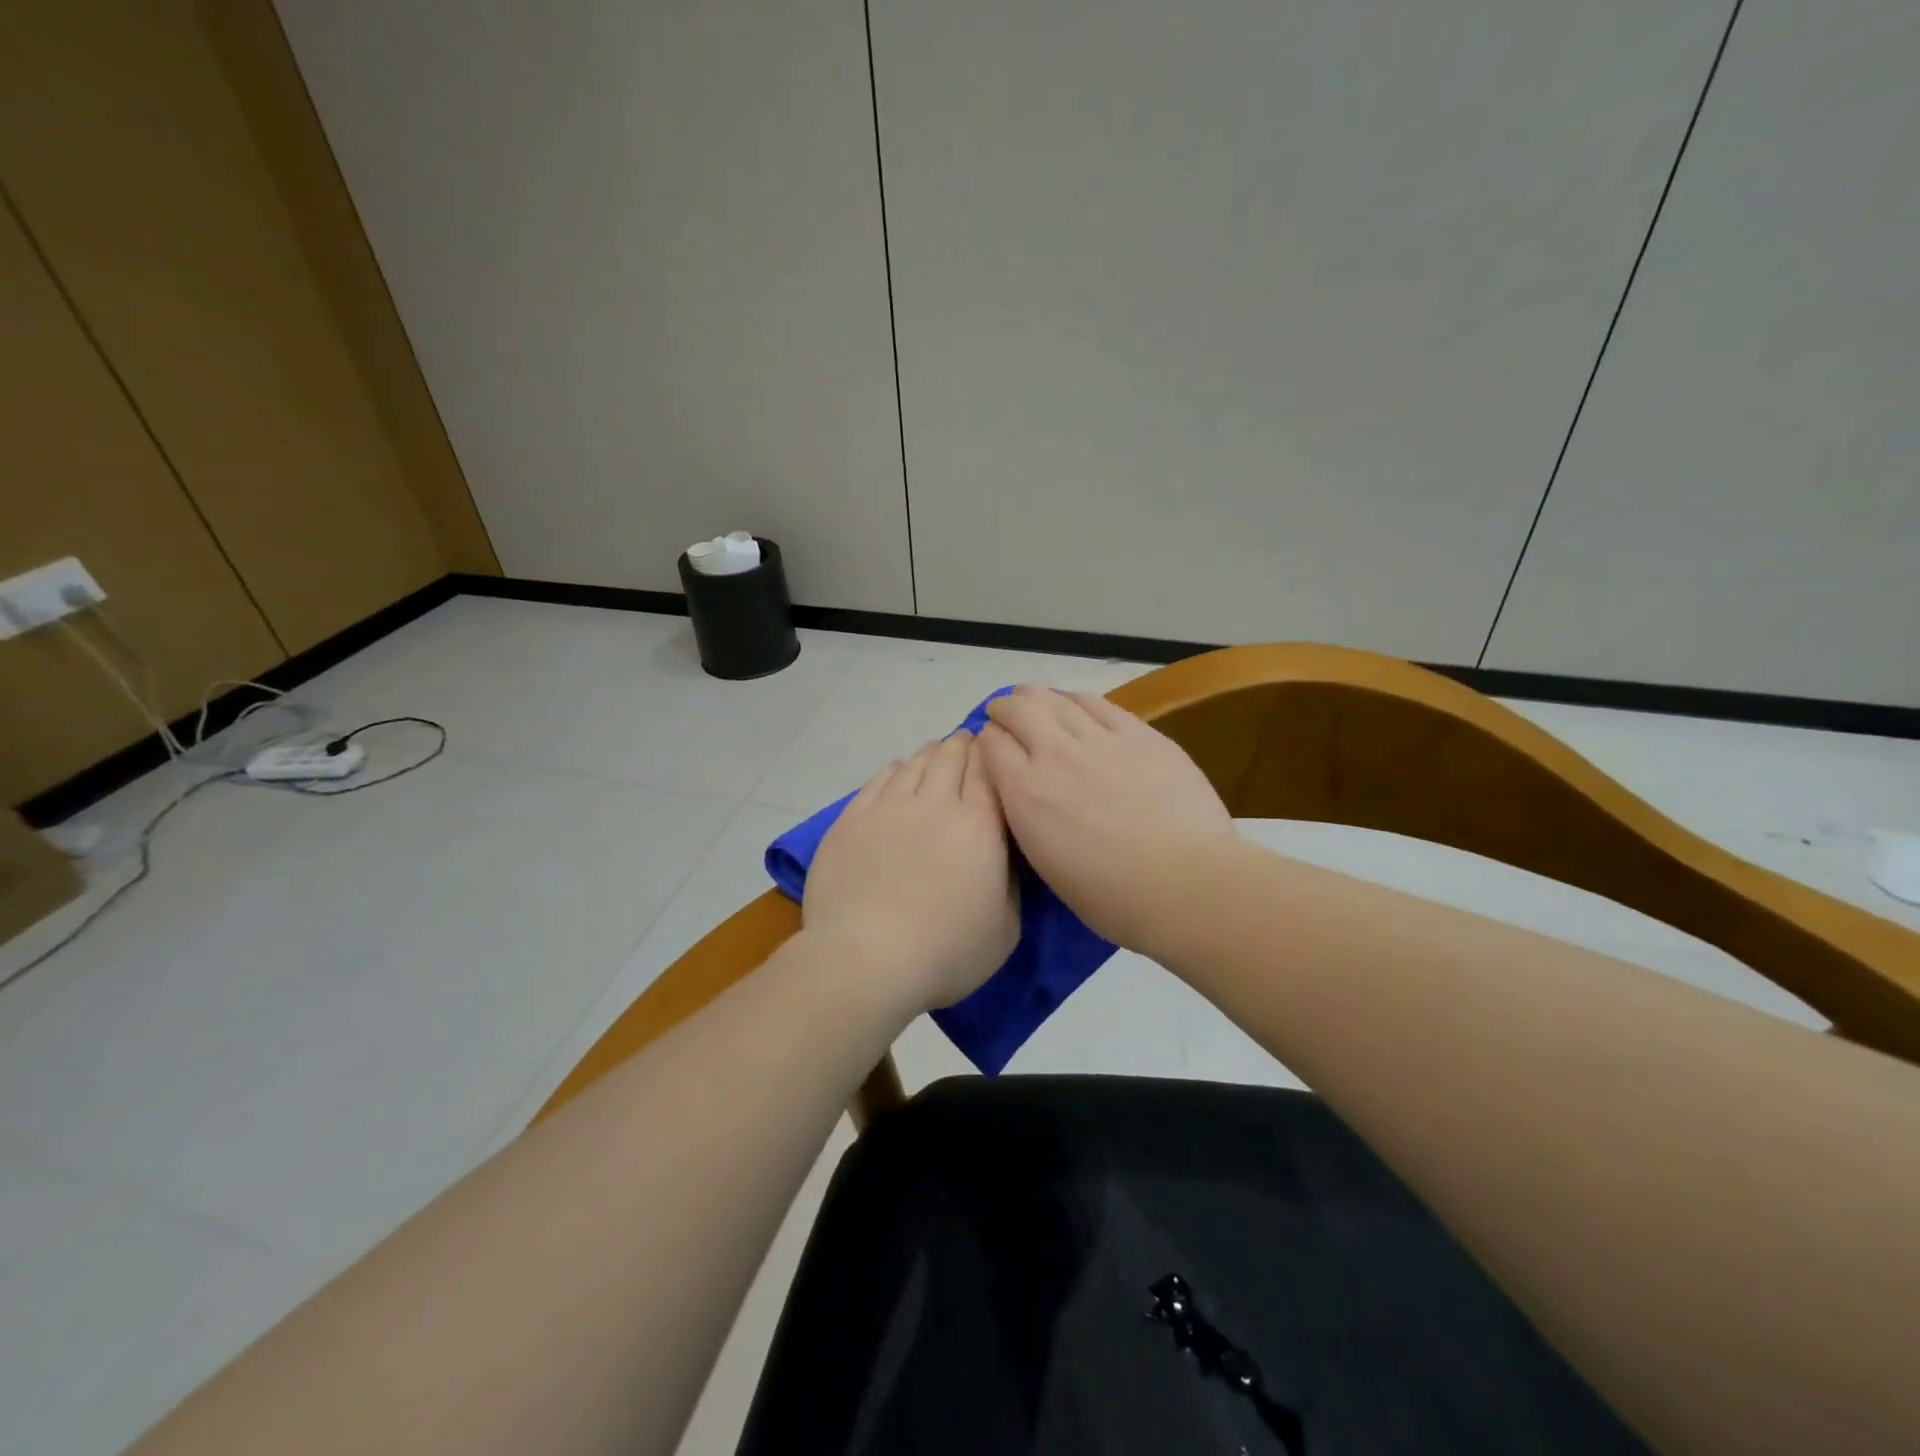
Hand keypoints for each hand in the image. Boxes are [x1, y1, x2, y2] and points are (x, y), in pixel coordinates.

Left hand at [804, 731, 1018, 1013]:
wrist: (866, 960)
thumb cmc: (945, 952)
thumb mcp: (1005, 928)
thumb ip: (1011, 881)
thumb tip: (1002, 853)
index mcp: (979, 826)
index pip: (988, 772)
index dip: (991, 755)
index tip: (993, 748)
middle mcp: (935, 804)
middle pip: (951, 758)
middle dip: (963, 745)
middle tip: (968, 741)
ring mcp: (889, 808)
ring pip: (914, 764)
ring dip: (930, 754)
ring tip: (936, 751)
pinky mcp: (852, 819)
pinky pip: (878, 780)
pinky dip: (894, 769)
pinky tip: (898, 770)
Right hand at [978, 686, 1233, 952]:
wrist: (1184, 882)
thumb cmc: (1112, 897)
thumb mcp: (1047, 866)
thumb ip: (1030, 822)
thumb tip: (1030, 800)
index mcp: (1025, 793)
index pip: (990, 745)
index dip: (986, 742)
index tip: (991, 748)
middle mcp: (1054, 755)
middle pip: (1018, 711)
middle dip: (1004, 709)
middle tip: (1004, 715)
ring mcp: (1099, 740)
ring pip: (1056, 699)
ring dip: (1038, 697)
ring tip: (1036, 701)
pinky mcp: (1139, 734)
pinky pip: (1099, 704)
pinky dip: (1078, 700)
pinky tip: (1077, 703)